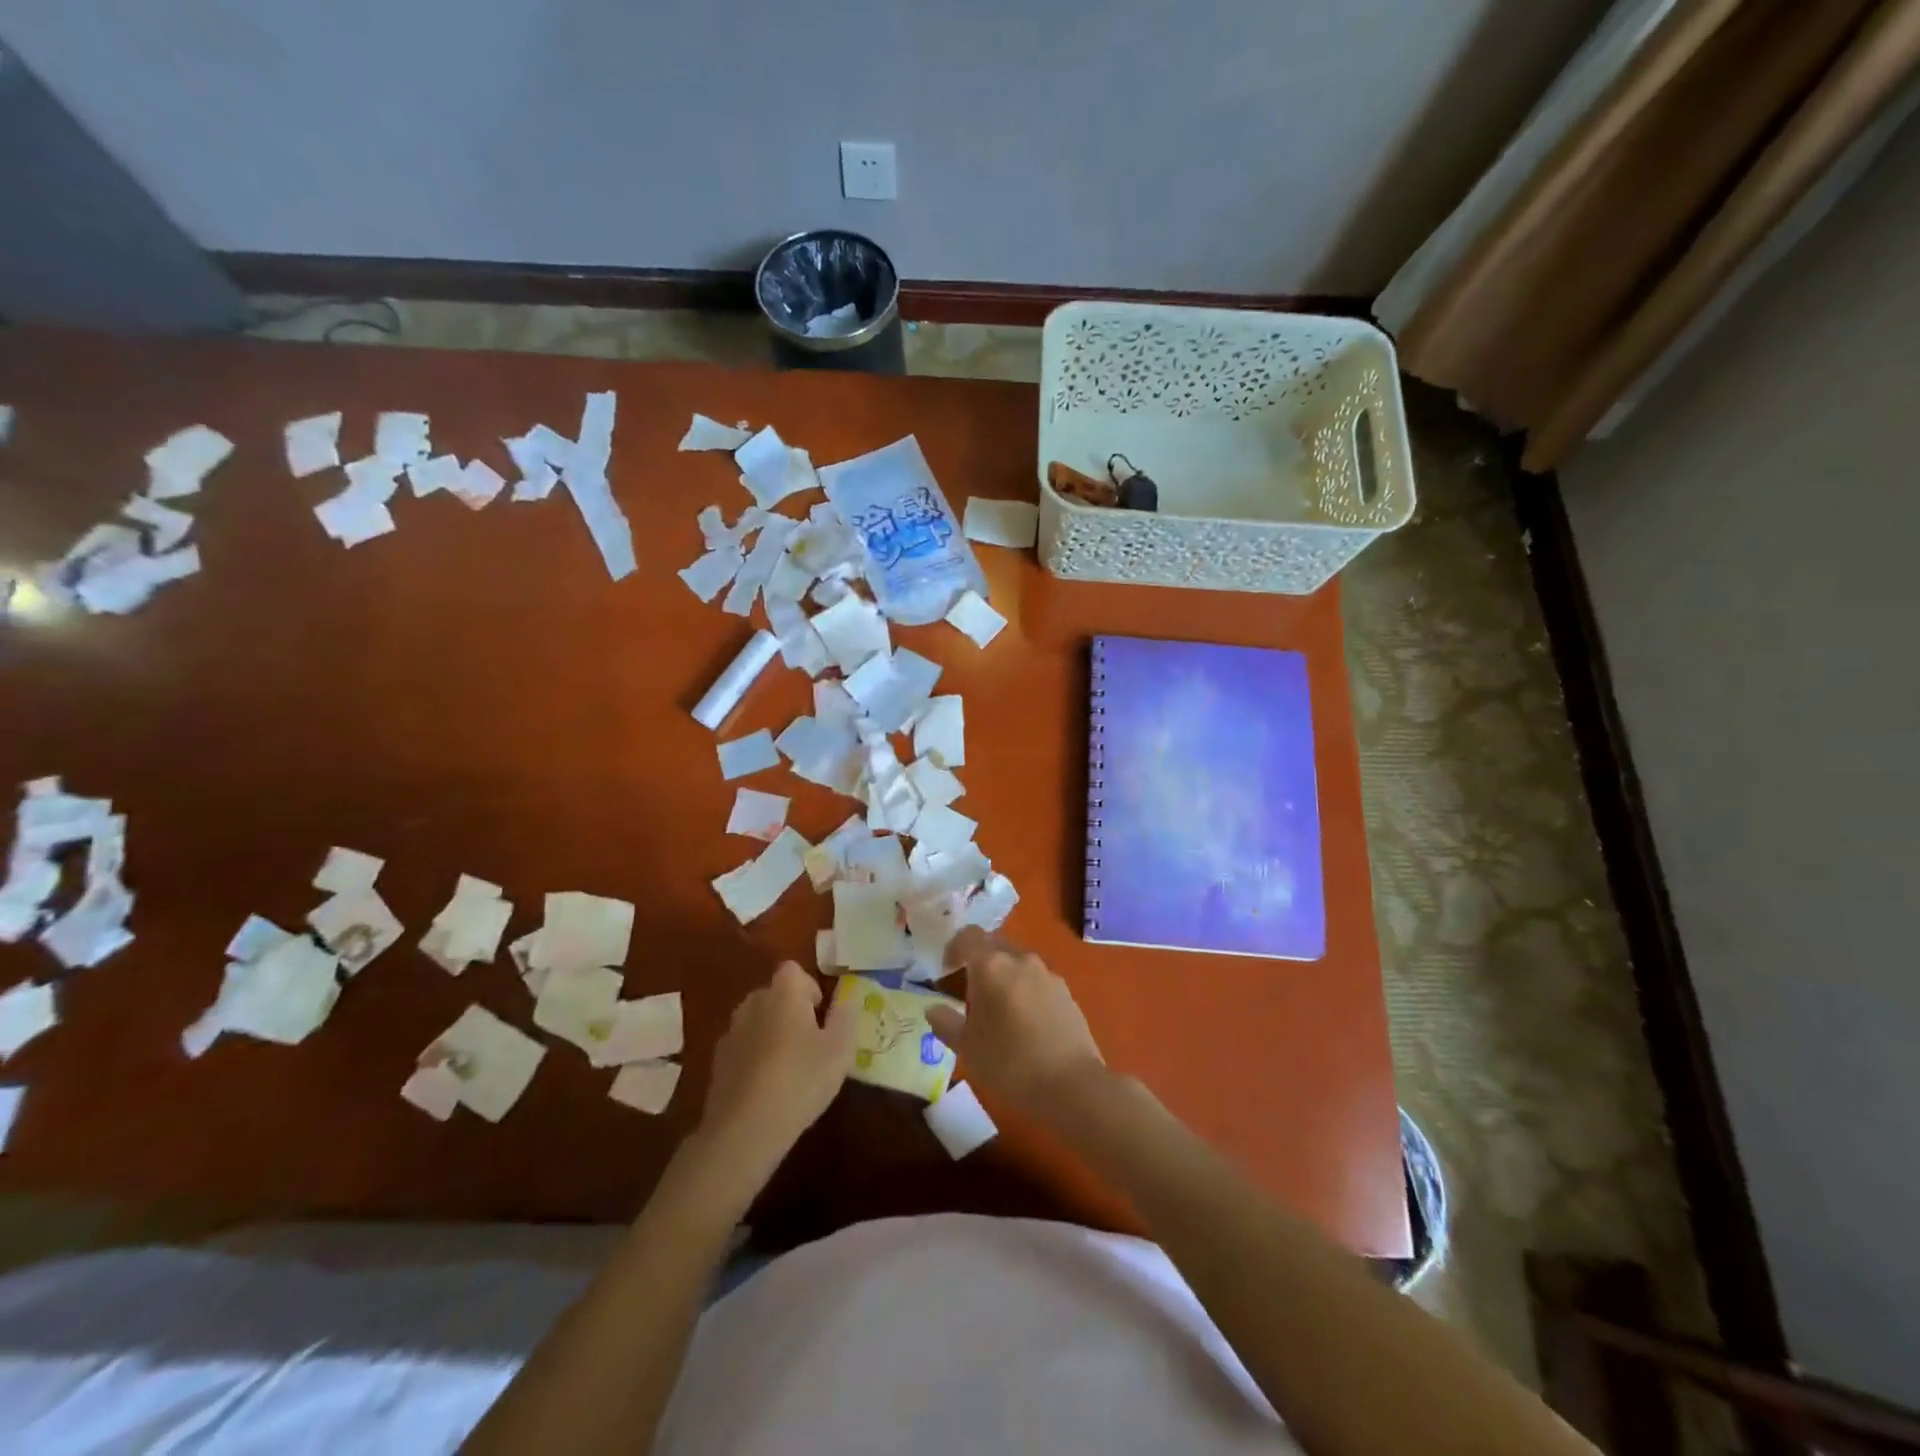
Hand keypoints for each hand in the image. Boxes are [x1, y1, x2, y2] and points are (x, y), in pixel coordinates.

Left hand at [700, 962, 856, 1171]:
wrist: (744, 1129)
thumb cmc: (801, 1079)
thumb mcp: (840, 1049)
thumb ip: (846, 1017)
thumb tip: (847, 998)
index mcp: (783, 994)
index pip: (793, 970)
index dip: (808, 986)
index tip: (820, 1014)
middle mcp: (753, 1004)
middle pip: (773, 994)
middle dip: (790, 1010)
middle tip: (811, 1041)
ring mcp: (731, 1033)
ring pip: (756, 1021)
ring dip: (771, 1034)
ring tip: (789, 1067)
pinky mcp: (717, 1063)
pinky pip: (743, 1048)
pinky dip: (754, 1058)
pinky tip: (767, 1088)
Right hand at [927, 928, 1106, 1115]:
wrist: (1072, 1084)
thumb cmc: (1009, 1063)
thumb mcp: (967, 1048)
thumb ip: (946, 1023)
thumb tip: (933, 1009)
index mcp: (992, 965)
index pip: (969, 936)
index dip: (954, 948)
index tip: (946, 970)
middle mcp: (1021, 959)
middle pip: (995, 946)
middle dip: (980, 961)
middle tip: (970, 990)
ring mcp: (1048, 974)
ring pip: (1018, 963)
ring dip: (1005, 976)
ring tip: (998, 1010)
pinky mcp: (1066, 992)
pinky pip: (1037, 981)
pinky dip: (1026, 991)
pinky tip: (1025, 1023)